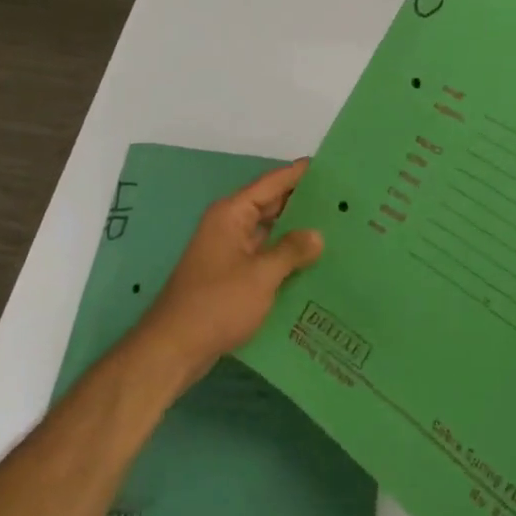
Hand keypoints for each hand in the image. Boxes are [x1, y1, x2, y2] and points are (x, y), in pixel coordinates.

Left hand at [134, 159, 323, 387]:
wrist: (174, 349)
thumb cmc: (217, 303)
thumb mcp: (261, 275)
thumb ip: (291, 251)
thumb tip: (317, 234)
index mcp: (232, 214)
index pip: (271, 183)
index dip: (299, 174)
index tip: (330, 166)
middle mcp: (229, 226)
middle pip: (271, 205)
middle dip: (303, 203)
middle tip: (342, 201)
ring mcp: (229, 252)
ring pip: (269, 233)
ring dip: (296, 233)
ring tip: (337, 230)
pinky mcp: (231, 276)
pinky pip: (264, 257)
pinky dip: (285, 257)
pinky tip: (313, 265)